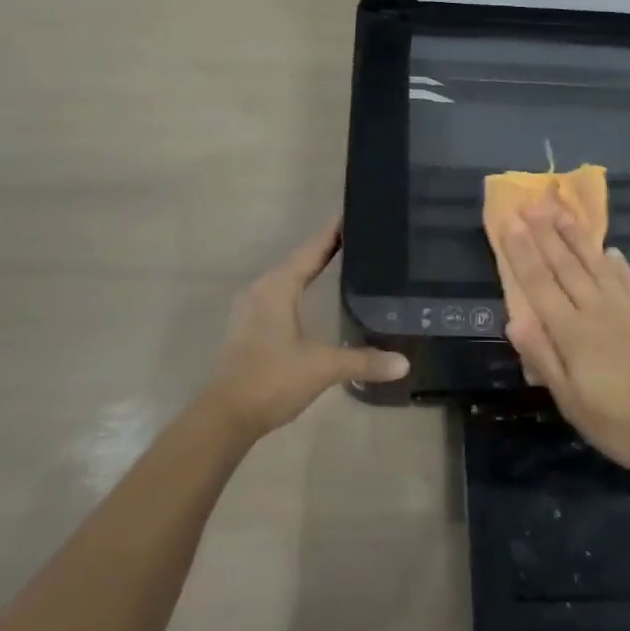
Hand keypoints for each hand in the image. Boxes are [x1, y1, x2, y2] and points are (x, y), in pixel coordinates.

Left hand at [202, 217, 408, 443]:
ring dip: (311, 269)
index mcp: (277, 287)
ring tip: (342, 260)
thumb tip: (404, 363)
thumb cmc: (272, 380)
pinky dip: (299, 288)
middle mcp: (261, 289)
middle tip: (358, 237)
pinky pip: (279, 295)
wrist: (225, 417)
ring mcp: (250, 308)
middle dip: (326, 248)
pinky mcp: (248, 327)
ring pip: (286, 278)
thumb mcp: (322, 368)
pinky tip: (314, 296)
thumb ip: (363, 361)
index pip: (311, 250)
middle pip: (298, 260)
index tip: (353, 213)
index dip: (332, 232)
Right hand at [500, 202, 629, 470]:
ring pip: (595, 264)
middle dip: (545, 233)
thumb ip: (544, 358)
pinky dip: (616, 262)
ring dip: (576, 237)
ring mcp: (627, 309)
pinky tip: (609, 249)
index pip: (540, 284)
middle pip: (565, 266)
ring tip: (562, 211)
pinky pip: (629, 279)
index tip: (510, 223)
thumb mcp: (572, 403)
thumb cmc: (623, 422)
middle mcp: (597, 310)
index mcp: (572, 333)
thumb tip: (514, 321)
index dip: (522, 253)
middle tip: (531, 203)